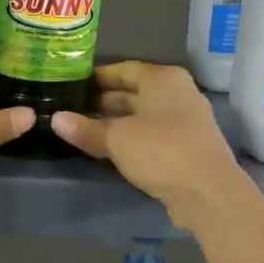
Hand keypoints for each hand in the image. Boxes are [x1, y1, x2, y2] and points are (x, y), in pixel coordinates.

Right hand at [52, 62, 243, 224]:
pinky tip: (108, 150)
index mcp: (163, 79)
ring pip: (142, 116)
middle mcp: (177, 93)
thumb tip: (55, 119)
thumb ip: (86, 129)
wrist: (208, 193)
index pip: (124, 70)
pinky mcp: (186, 148)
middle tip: (71, 109)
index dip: (97, 77)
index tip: (71, 85)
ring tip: (83, 130)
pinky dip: (130, 140)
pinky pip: (151, 136)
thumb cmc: (161, 151)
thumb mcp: (117, 139)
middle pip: (134, 92)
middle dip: (103, 101)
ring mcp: (185, 122)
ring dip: (115, 123)